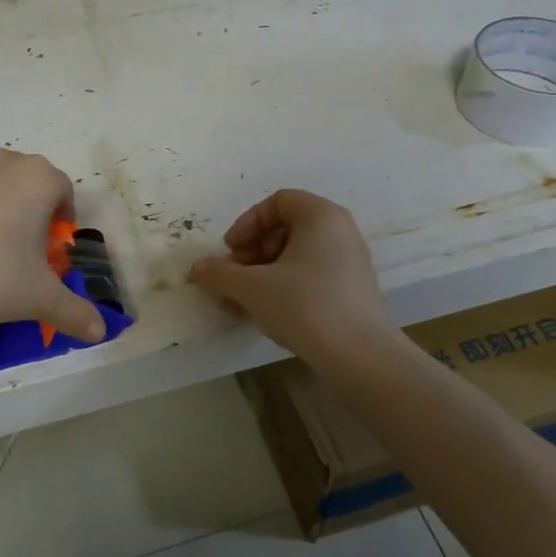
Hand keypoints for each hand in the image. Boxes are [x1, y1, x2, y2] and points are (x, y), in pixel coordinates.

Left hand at [0, 145, 104, 344]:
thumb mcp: (39, 299)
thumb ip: (74, 311)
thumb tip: (100, 332)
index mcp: (38, 180)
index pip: (62, 190)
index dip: (60, 216)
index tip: (49, 244)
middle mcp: (0, 160)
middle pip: (22, 176)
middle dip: (23, 202)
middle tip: (13, 243)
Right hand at [188, 189, 391, 361]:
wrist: (359, 355)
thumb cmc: (304, 305)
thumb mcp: (252, 287)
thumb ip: (220, 273)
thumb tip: (197, 269)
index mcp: (321, 217)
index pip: (279, 201)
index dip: (248, 222)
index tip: (231, 250)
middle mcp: (341, 232)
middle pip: (287, 228)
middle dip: (253, 250)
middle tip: (235, 276)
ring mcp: (350, 262)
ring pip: (297, 255)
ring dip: (263, 272)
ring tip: (243, 300)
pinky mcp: (352, 291)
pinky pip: (311, 276)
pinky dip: (284, 286)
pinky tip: (265, 312)